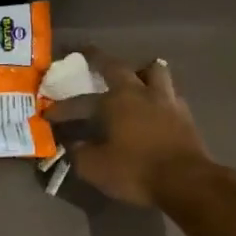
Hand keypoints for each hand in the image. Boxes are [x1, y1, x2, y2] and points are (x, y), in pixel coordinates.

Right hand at [47, 49, 216, 206]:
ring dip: (140, 71)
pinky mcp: (184, 114)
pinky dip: (159, 95)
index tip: (48, 114)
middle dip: (98, 59)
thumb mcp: (96, 168)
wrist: (187, 182)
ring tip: (133, 78)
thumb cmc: (136, 171)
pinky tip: (156, 105)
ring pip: (153, 70)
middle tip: (87, 54)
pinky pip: (170, 94)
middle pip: (117, 66)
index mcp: (114, 101)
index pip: (80, 102)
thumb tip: (71, 145)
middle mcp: (139, 92)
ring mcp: (166, 100)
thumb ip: (79, 154)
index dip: (62, 109)